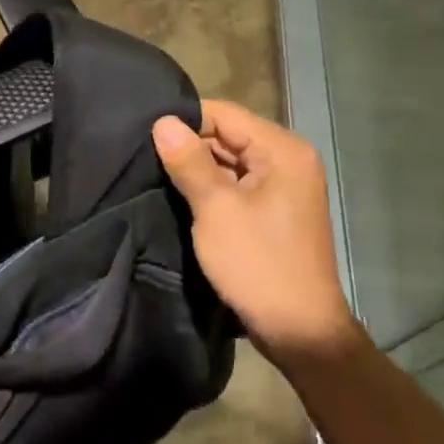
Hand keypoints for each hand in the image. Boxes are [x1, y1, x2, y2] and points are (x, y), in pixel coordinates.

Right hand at [152, 101, 363, 368]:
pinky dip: (212, 189)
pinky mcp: (275, 209)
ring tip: (155, 176)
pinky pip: (237, 184)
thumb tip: (162, 121)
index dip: (185, 121)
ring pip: (230, 161)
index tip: (145, 136)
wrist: (299, 330)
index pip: (224, 113)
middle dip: (189, 146)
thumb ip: (189, 161)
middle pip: (228, 135)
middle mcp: (288, 159)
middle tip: (143, 158)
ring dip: (198, 170)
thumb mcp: (216, 209)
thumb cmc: (258, 264)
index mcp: (282, 150)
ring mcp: (284, 186)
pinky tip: (181, 197)